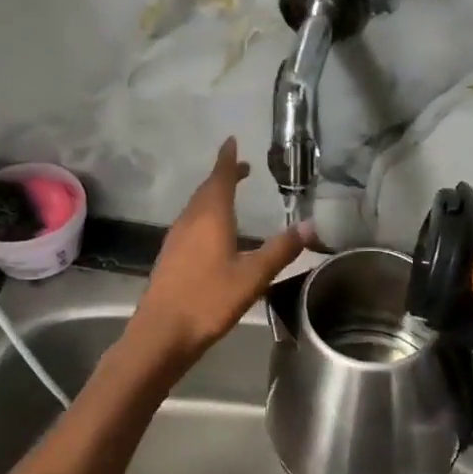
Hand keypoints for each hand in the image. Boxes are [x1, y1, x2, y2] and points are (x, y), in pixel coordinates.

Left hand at [132, 138, 307, 364]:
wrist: (161, 333)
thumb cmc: (209, 300)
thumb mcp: (253, 277)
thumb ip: (280, 250)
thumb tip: (311, 224)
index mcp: (210, 218)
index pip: (220, 178)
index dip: (228, 159)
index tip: (232, 140)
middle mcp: (190, 221)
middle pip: (207, 190)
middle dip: (224, 176)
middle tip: (242, 168)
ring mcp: (176, 239)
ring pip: (196, 207)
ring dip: (213, 196)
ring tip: (230, 195)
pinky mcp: (170, 257)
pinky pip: (190, 223)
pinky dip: (205, 215)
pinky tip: (212, 233)